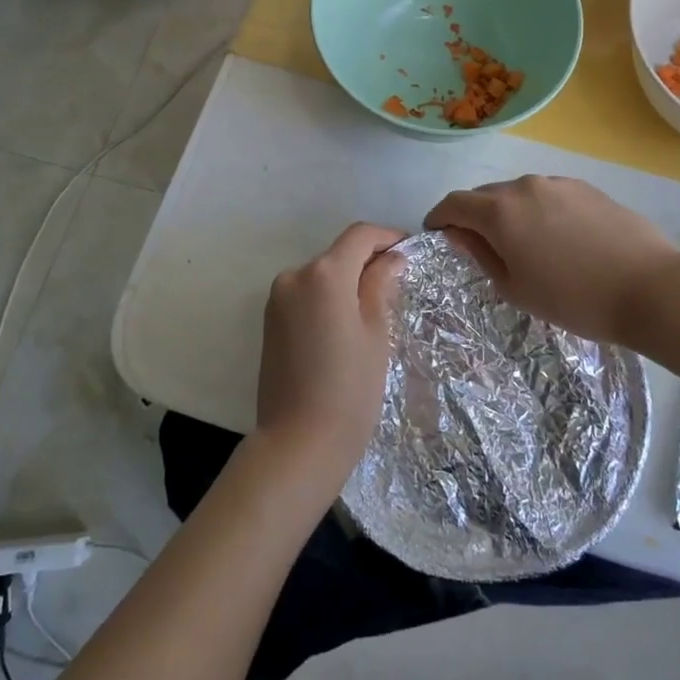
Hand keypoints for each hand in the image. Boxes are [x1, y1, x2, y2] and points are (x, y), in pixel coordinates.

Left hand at [254, 223, 405, 494]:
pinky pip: (305, 296)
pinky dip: (327, 299)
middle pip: (338, 254)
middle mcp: (294, 276)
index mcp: (324, 274)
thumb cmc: (349, 389)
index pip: (359, 235)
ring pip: (321, 276)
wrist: (297, 444)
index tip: (410, 251)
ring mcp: (277, 299)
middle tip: (399, 285)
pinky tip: (345, 326)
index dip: (387, 237)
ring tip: (375, 309)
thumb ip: (381, 286)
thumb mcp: (376, 334)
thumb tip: (391, 258)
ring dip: (347, 282)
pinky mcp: (269, 322)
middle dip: (368, 262)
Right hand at [424, 176, 679, 345]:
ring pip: (518, 193)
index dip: (439, 217)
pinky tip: (557, 238)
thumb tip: (458, 233)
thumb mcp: (516, 288)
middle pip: (485, 195)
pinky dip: (538, 210)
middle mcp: (524, 186)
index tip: (436, 233)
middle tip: (479, 245)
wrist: (650, 288)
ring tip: (523, 243)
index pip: (454, 203)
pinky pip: (547, 194)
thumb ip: (480, 254)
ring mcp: (558, 183)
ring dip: (508, 212)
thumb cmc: (574, 299)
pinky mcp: (586, 188)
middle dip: (474, 215)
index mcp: (500, 211)